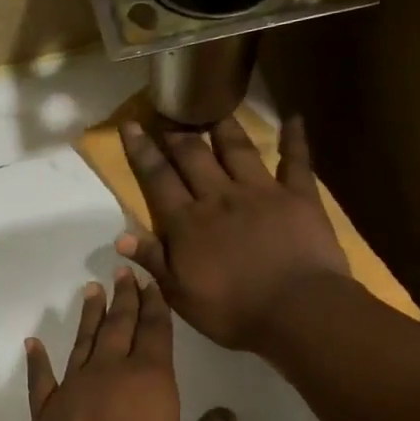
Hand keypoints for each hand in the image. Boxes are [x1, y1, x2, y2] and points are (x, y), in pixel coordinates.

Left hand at [20, 269, 236, 420]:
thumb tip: (226, 415)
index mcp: (148, 379)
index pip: (155, 331)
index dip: (155, 305)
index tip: (151, 282)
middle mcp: (108, 372)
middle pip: (118, 325)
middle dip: (124, 297)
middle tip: (123, 271)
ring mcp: (72, 388)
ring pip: (83, 341)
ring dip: (89, 315)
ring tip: (92, 290)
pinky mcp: (46, 410)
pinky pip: (41, 377)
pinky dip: (37, 359)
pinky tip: (32, 343)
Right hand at [117, 115, 348, 353]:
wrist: (297, 311)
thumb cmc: (233, 311)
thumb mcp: (180, 295)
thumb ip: (153, 260)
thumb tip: (120, 235)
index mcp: (188, 222)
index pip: (158, 178)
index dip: (142, 151)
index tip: (131, 125)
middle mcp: (220, 196)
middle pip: (194, 156)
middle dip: (178, 134)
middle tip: (169, 114)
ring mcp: (261, 192)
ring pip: (237, 149)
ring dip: (223, 127)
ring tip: (214, 108)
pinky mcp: (299, 196)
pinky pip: (297, 161)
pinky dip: (295, 138)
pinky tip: (295, 118)